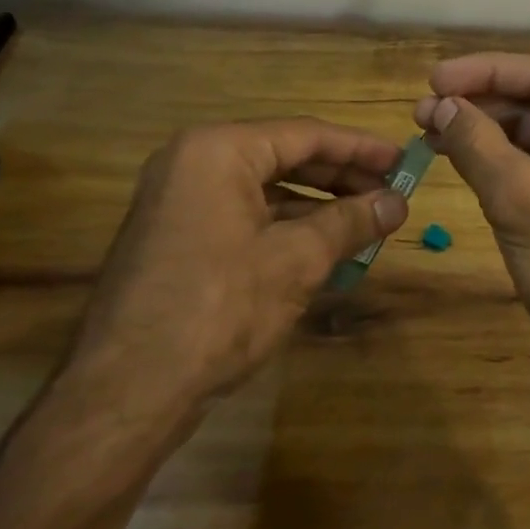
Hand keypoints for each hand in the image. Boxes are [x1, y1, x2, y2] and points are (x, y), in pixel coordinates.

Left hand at [58, 119, 409, 452]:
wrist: (125, 394)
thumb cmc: (219, 309)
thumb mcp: (297, 261)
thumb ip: (351, 222)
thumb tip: (398, 203)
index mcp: (219, 151)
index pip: (306, 135)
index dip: (361, 150)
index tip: (404, 162)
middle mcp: (193, 162)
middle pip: (285, 156)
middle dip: (341, 178)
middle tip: (390, 194)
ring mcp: (179, 199)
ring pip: (265, 188)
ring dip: (318, 205)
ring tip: (366, 222)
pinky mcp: (176, 235)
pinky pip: (244, 214)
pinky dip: (286, 226)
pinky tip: (323, 247)